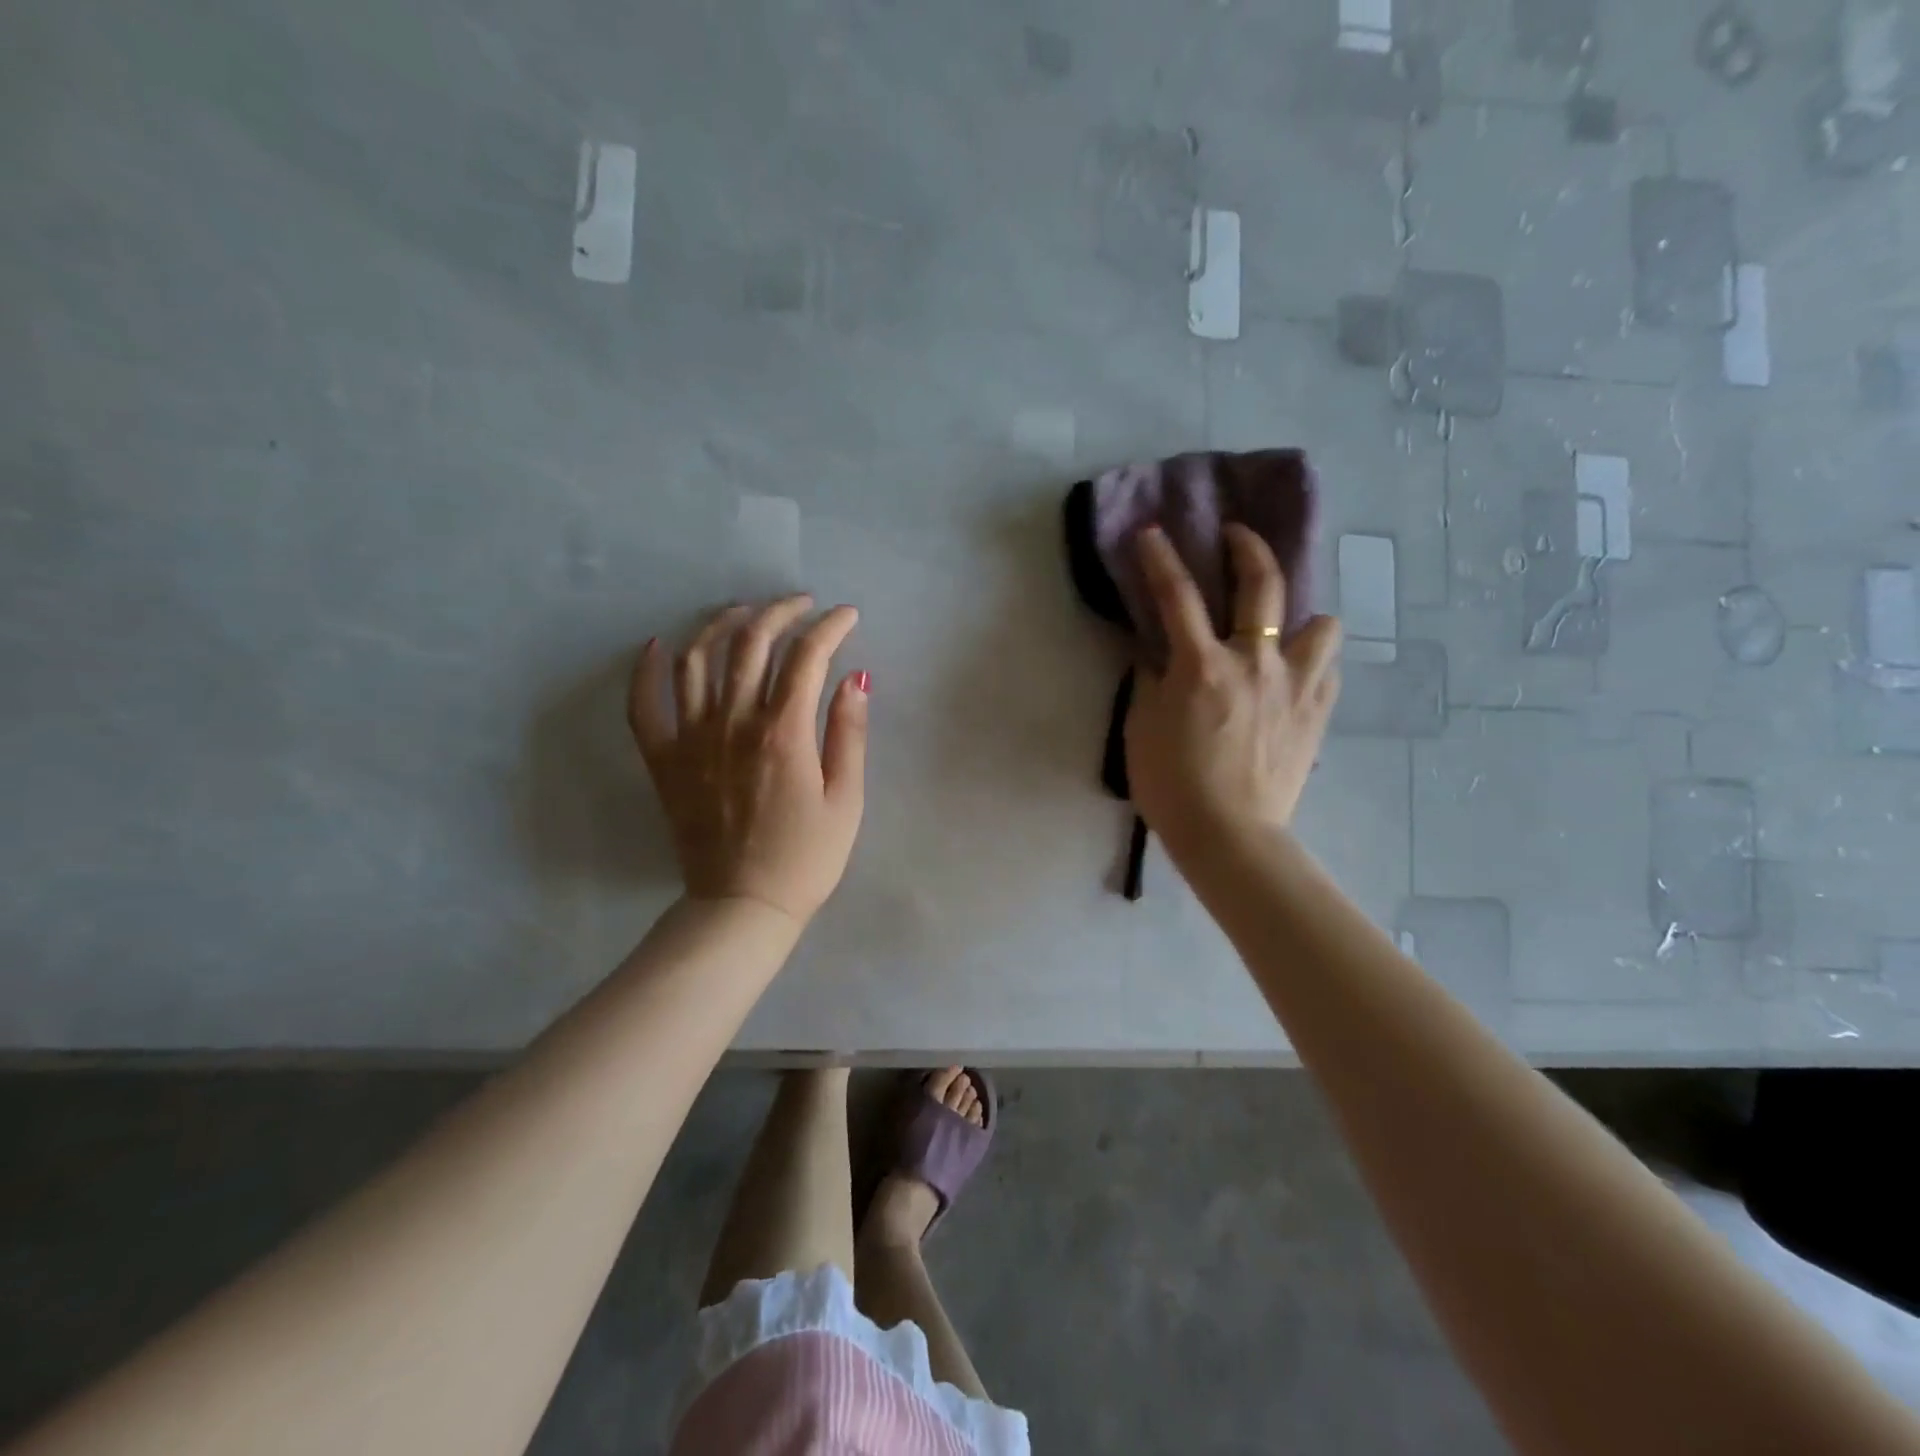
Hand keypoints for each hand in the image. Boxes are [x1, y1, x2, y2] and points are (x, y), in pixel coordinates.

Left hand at [628, 596, 868, 925]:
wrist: (743, 905)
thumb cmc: (806, 857)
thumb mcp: (846, 800)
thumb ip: (849, 734)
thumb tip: (855, 678)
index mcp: (783, 732)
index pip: (807, 656)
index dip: (830, 627)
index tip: (847, 616)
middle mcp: (733, 722)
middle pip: (751, 642)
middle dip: (780, 611)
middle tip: (801, 604)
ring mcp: (691, 738)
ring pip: (697, 658)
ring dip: (722, 623)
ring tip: (744, 612)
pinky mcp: (663, 759)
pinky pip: (643, 704)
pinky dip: (646, 669)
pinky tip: (658, 645)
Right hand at [1124, 525, 1342, 860]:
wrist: (1229, 835)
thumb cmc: (1172, 784)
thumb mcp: (1141, 728)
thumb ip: (1151, 680)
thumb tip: (1159, 654)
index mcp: (1203, 666)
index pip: (1177, 596)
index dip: (1161, 559)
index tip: (1152, 533)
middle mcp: (1255, 662)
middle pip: (1262, 585)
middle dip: (1247, 547)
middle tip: (1235, 536)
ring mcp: (1296, 685)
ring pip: (1321, 623)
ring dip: (1301, 616)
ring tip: (1283, 630)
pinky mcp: (1317, 713)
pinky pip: (1330, 667)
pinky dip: (1315, 659)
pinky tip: (1297, 671)